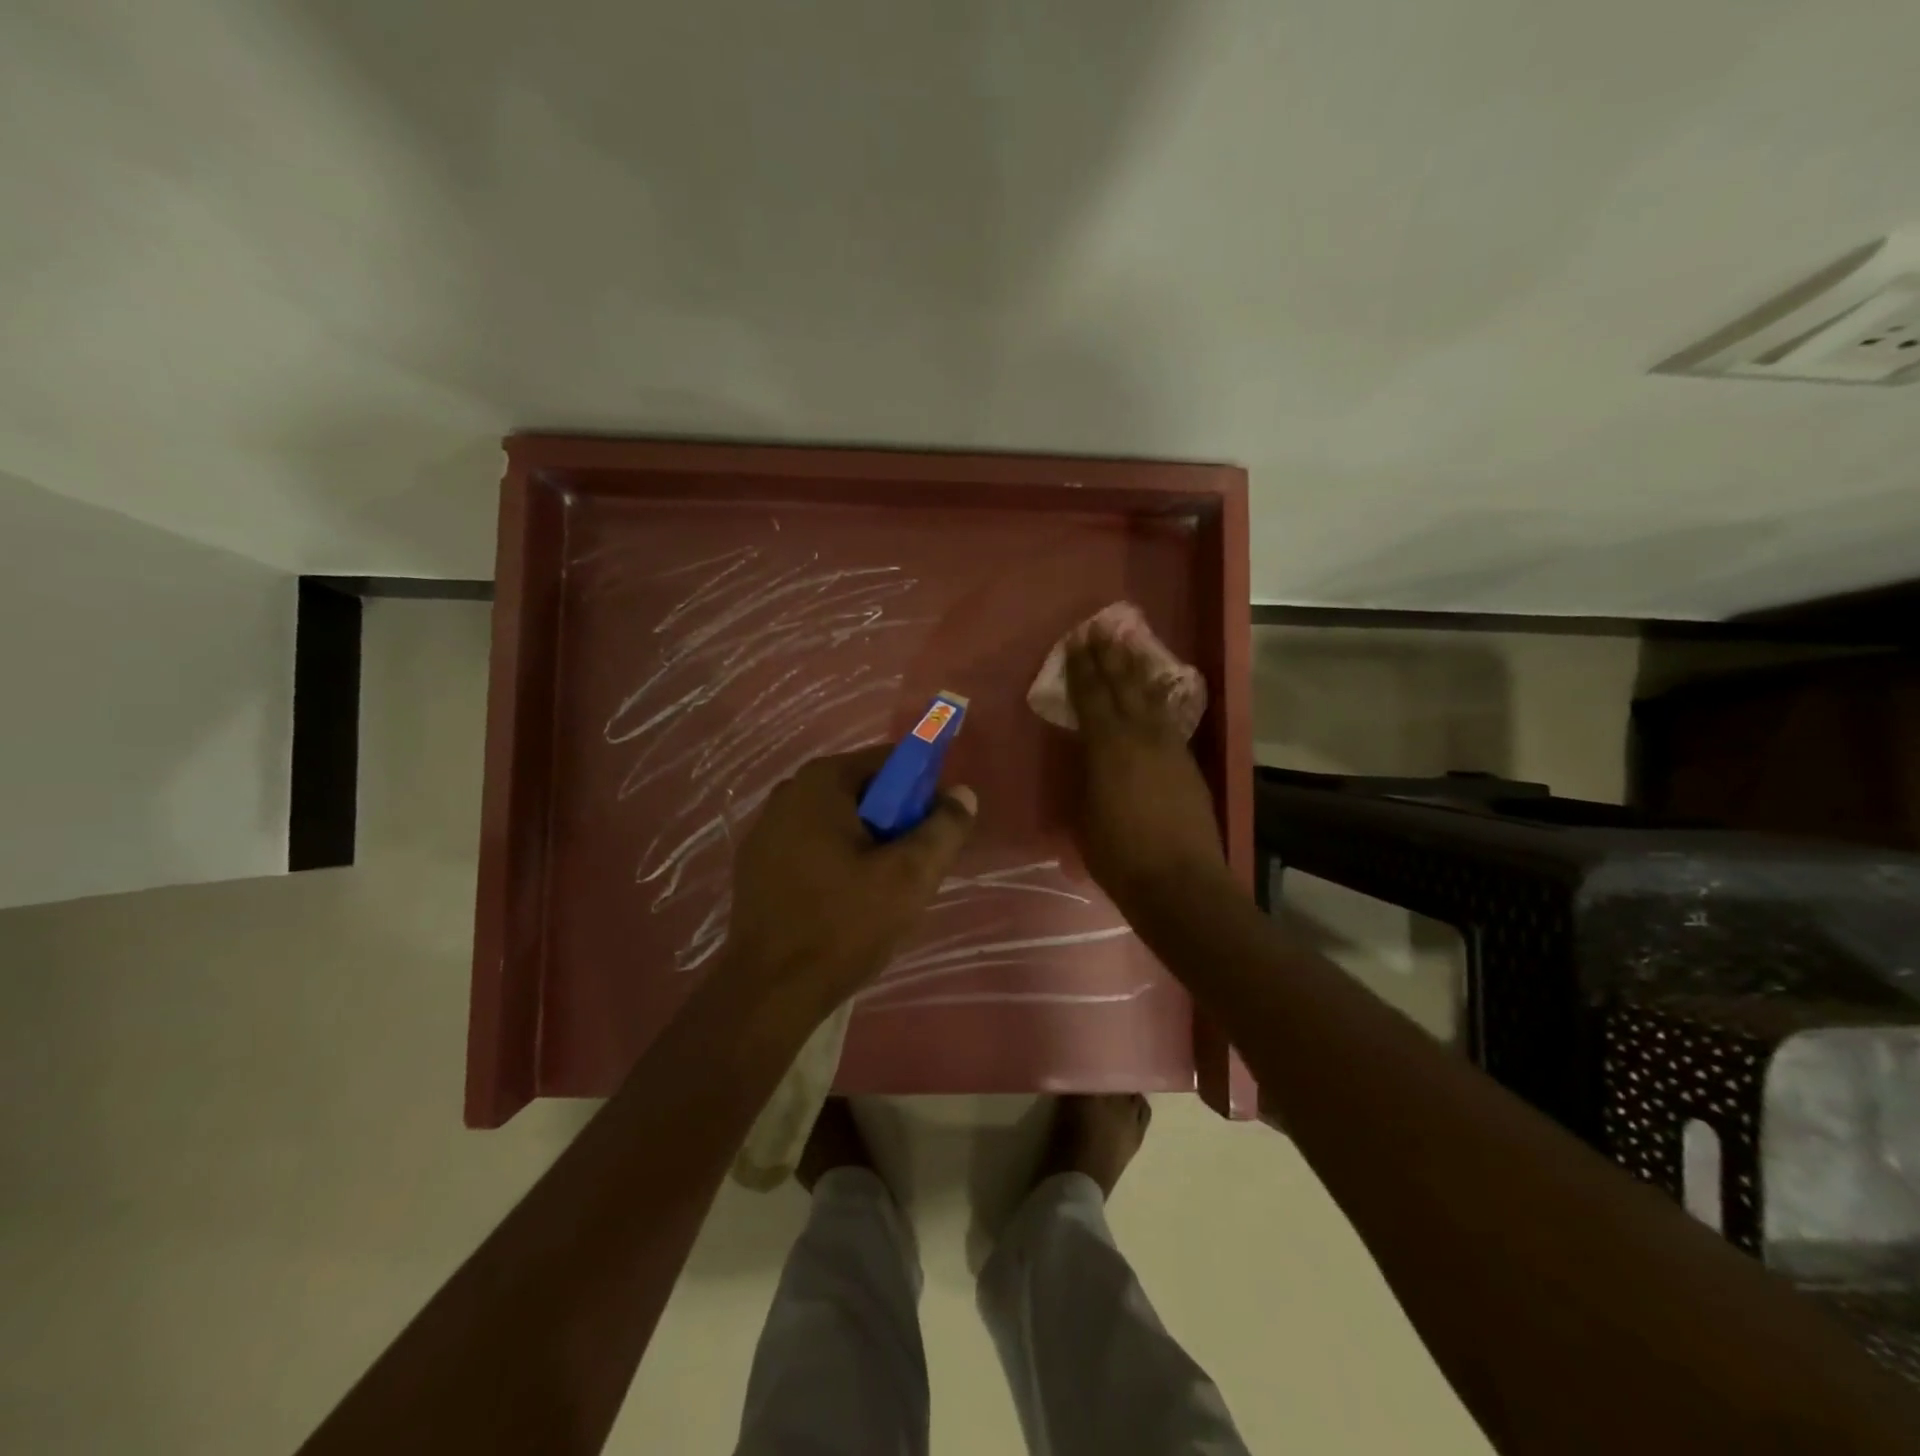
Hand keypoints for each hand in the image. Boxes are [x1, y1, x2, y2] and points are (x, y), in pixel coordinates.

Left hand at [722, 747, 976, 1018]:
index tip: (936, 831)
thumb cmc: (843, 925)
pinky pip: (814, 847)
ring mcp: (766, 830)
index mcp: (820, 782)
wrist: (770, 992)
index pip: (890, 761)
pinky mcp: (757, 865)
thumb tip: (962, 794)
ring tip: (882, 893)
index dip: (922, 790)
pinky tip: (846, 904)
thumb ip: (944, 828)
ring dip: (868, 846)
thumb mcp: (910, 876)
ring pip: (839, 823)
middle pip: (864, 792)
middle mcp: (788, 793)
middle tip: (913, 868)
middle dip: (895, 822)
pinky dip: (838, 862)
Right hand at [1064, 627, 1226, 910]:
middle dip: (1108, 657)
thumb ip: (1084, 778)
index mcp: (1107, 747)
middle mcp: (1140, 736)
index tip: (1074, 643)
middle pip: (1122, 687)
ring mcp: (1169, 747)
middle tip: (1100, 629)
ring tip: (1129, 644)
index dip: (1081, 669)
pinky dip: (1159, 698)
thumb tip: (1086, 759)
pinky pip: (1168, 718)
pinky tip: (1157, 690)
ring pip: (1150, 697)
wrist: (1180, 883)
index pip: (1090, 697)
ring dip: (1137, 669)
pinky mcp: (1188, 763)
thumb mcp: (1084, 815)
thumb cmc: (1119, 855)